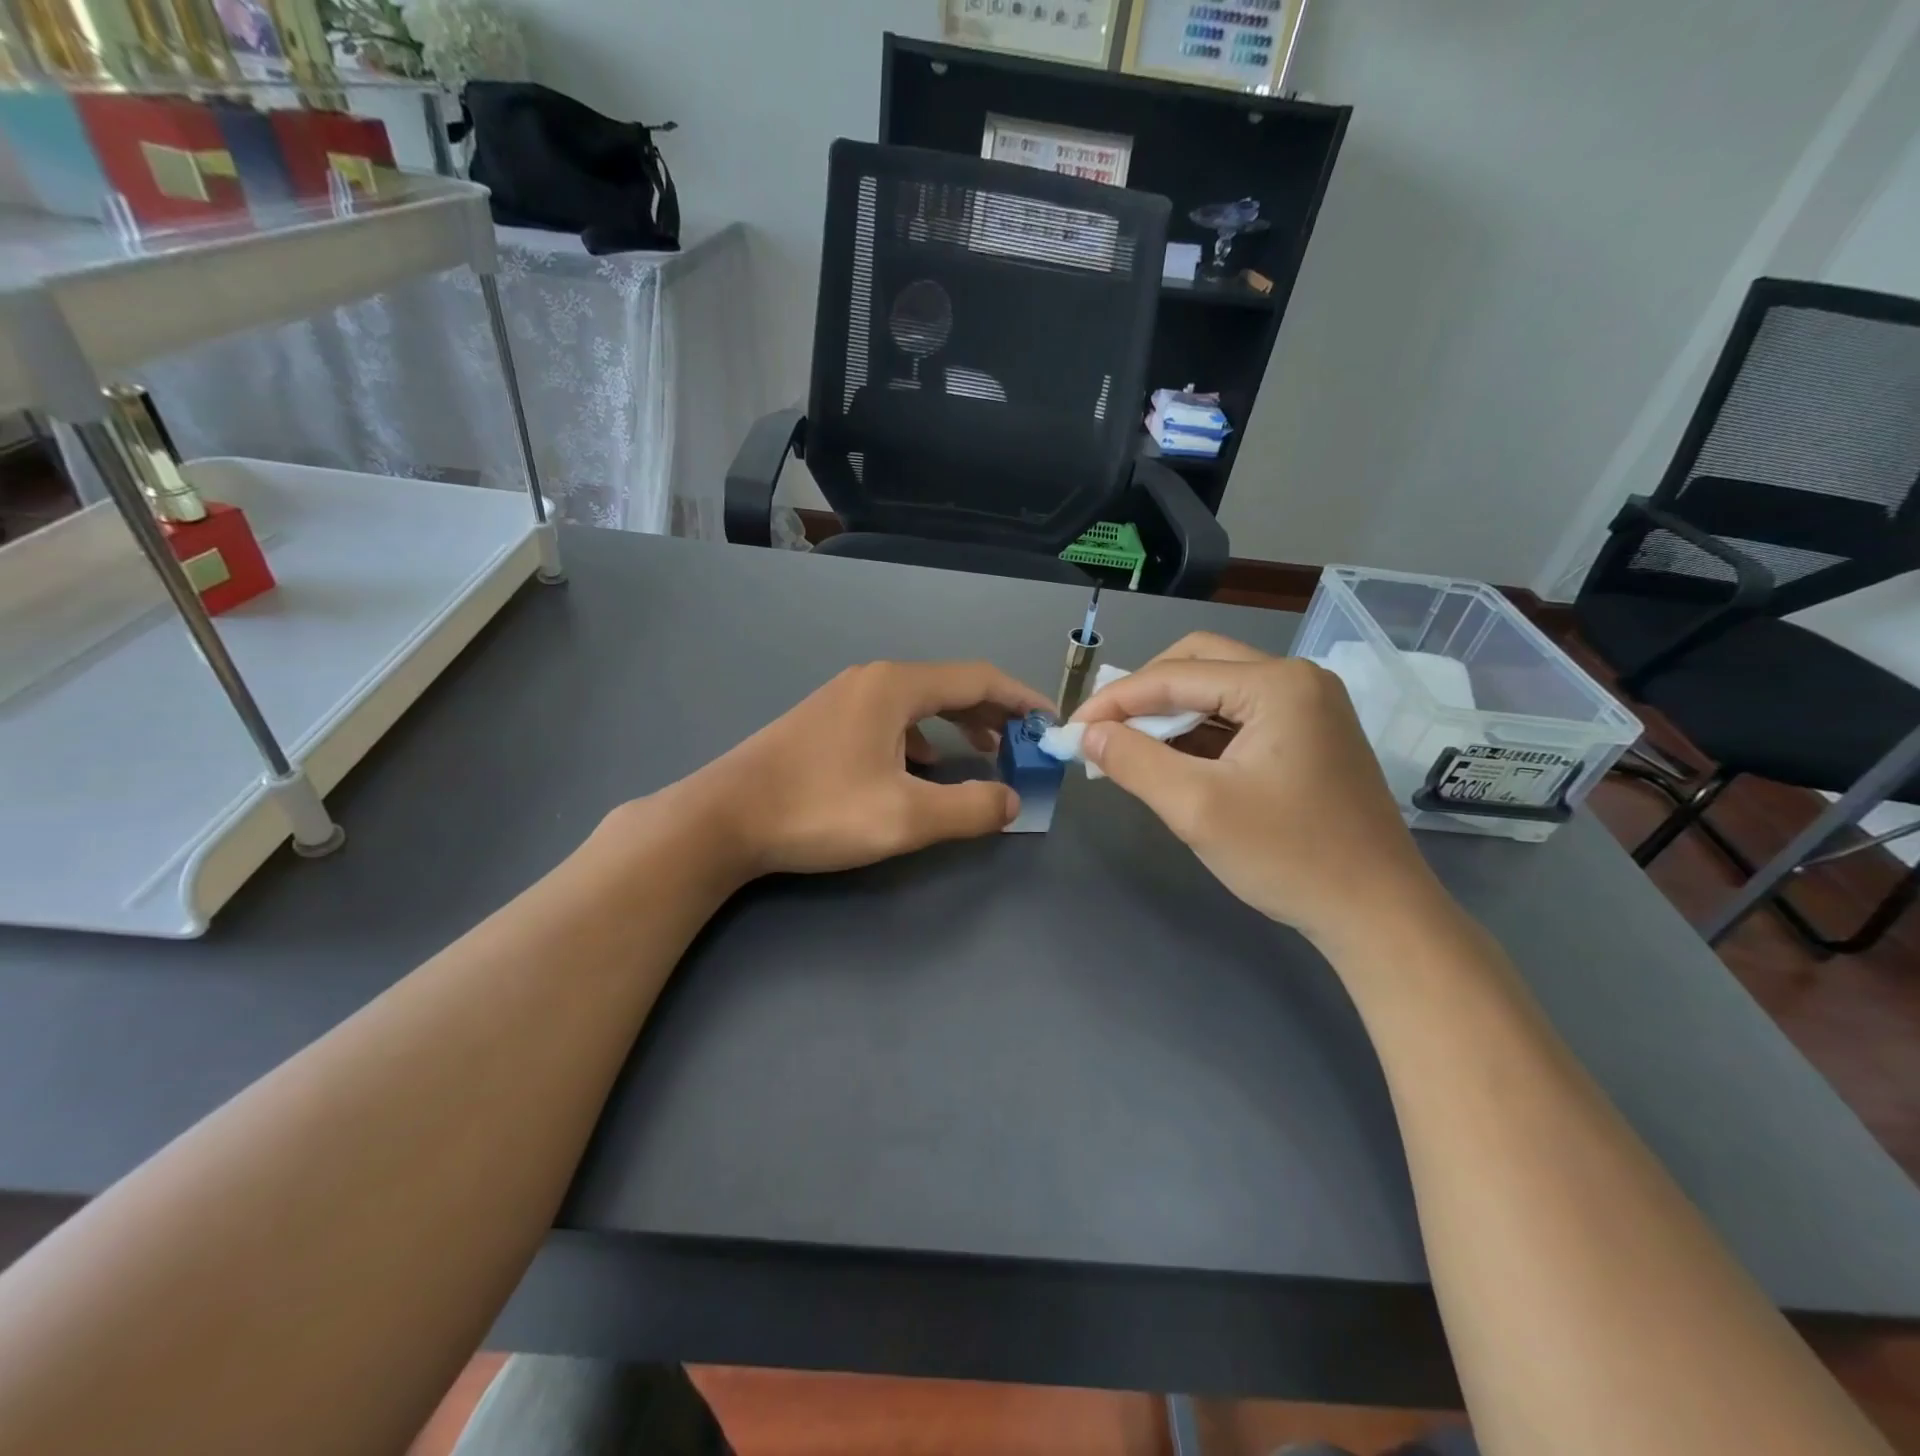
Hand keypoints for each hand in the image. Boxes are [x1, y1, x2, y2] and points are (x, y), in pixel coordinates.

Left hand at [680, 660, 1051, 876]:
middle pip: (949, 685)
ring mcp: (844, 698)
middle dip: (993, 712)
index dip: (1022, 698)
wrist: (723, 818)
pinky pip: (891, 719)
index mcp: (896, 687)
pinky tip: (922, 766)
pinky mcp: (825, 721)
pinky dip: (922, 737)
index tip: (1050, 721)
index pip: (978, 678)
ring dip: (958, 724)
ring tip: (984, 752)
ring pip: (918, 703)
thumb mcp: (905, 818)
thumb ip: (969, 809)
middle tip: (1023, 742)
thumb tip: (1011, 801)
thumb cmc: (818, 810)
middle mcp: (872, 680)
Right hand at [1070, 632, 1444, 947]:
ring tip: (1130, 750)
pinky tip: (1173, 761)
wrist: (1378, 914)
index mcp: (1278, 684)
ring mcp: (1309, 707)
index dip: (1115, 700)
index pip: (1175, 675)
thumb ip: (1134, 762)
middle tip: (1105, 733)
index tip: (1072, 730)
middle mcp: (1297, 680)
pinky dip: (1199, 734)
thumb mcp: (1197, 809)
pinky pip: (1239, 718)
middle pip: (1198, 664)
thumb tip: (1088, 734)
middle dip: (1144, 696)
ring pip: (1217, 690)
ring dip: (1170, 715)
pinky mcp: (1310, 736)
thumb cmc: (1288, 857)